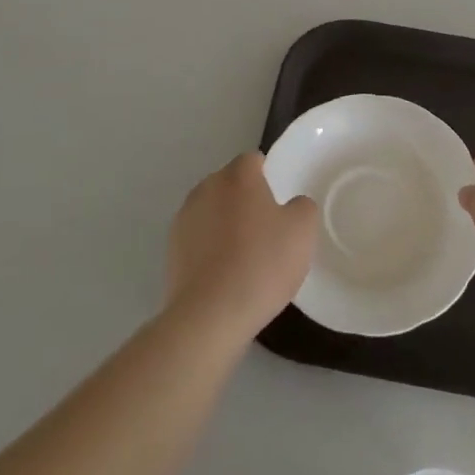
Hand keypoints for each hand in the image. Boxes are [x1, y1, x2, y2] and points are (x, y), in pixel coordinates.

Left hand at [166, 152, 318, 340]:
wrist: (211, 314)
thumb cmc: (262, 263)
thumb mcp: (303, 231)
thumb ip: (302, 206)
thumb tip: (292, 204)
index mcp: (238, 176)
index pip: (253, 160)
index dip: (268, 176)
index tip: (279, 201)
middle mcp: (206, 188)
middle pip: (230, 184)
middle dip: (245, 199)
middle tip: (266, 229)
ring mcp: (184, 218)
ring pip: (212, 210)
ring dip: (225, 223)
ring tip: (244, 255)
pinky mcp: (171, 249)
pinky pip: (198, 238)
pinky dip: (210, 247)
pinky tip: (224, 273)